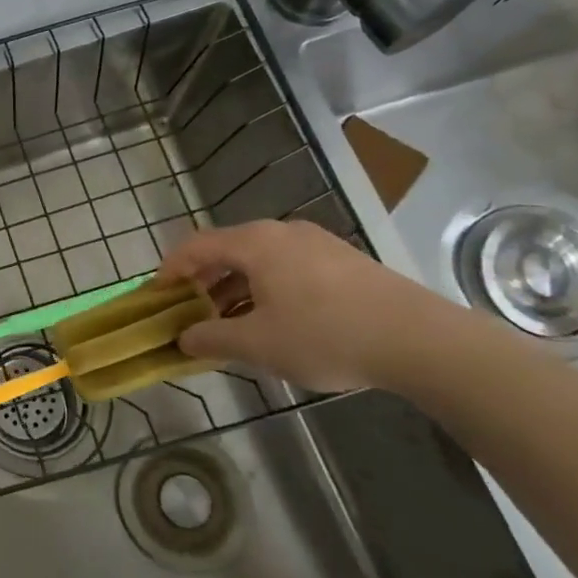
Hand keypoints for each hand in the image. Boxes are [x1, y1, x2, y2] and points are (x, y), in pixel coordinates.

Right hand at [158, 219, 476, 392]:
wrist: (422, 341)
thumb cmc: (327, 336)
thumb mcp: (259, 344)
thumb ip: (212, 338)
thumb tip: (183, 337)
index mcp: (254, 243)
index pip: (195, 246)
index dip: (169, 270)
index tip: (155, 296)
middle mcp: (281, 232)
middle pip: (226, 249)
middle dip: (202, 280)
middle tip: (190, 311)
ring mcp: (316, 243)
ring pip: (258, 259)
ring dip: (234, 287)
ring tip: (230, 322)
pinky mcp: (343, 260)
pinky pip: (287, 267)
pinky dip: (265, 287)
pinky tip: (275, 320)